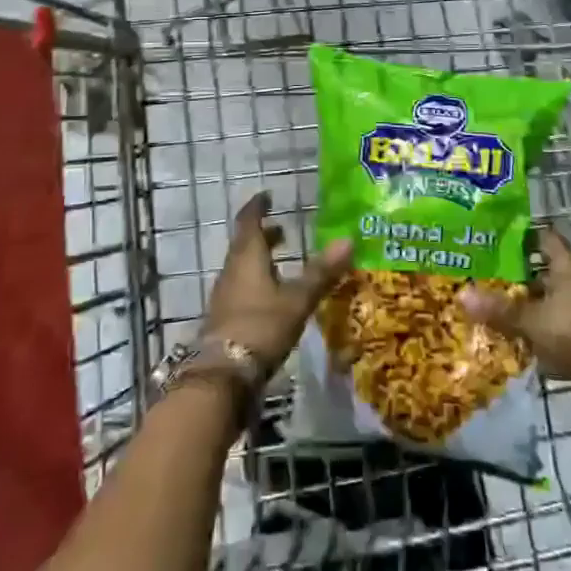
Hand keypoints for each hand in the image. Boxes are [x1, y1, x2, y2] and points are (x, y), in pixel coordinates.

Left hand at [202, 191, 353, 372]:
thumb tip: (348, 240)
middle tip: (284, 231)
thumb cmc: (261, 325)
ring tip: (282, 262)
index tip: (268, 196)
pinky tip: (272, 297)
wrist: (222, 375)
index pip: (249, 221)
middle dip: (264, 236)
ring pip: (242, 267)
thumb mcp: (297, 299)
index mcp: (247, 257)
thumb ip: (321, 272)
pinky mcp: (225, 318)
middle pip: (245, 244)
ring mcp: (225, 296)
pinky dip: (257, 282)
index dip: (258, 207)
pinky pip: (241, 289)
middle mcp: (232, 270)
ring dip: (260, 260)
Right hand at [461, 226, 570, 381]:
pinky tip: (537, 329)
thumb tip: (461, 295)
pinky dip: (556, 318)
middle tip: (502, 275)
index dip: (524, 237)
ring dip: (544, 297)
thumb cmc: (570, 330)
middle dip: (530, 271)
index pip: (544, 238)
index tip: (502, 241)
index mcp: (568, 263)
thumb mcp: (529, 320)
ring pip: (563, 290)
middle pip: (553, 265)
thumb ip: (498, 308)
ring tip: (516, 303)